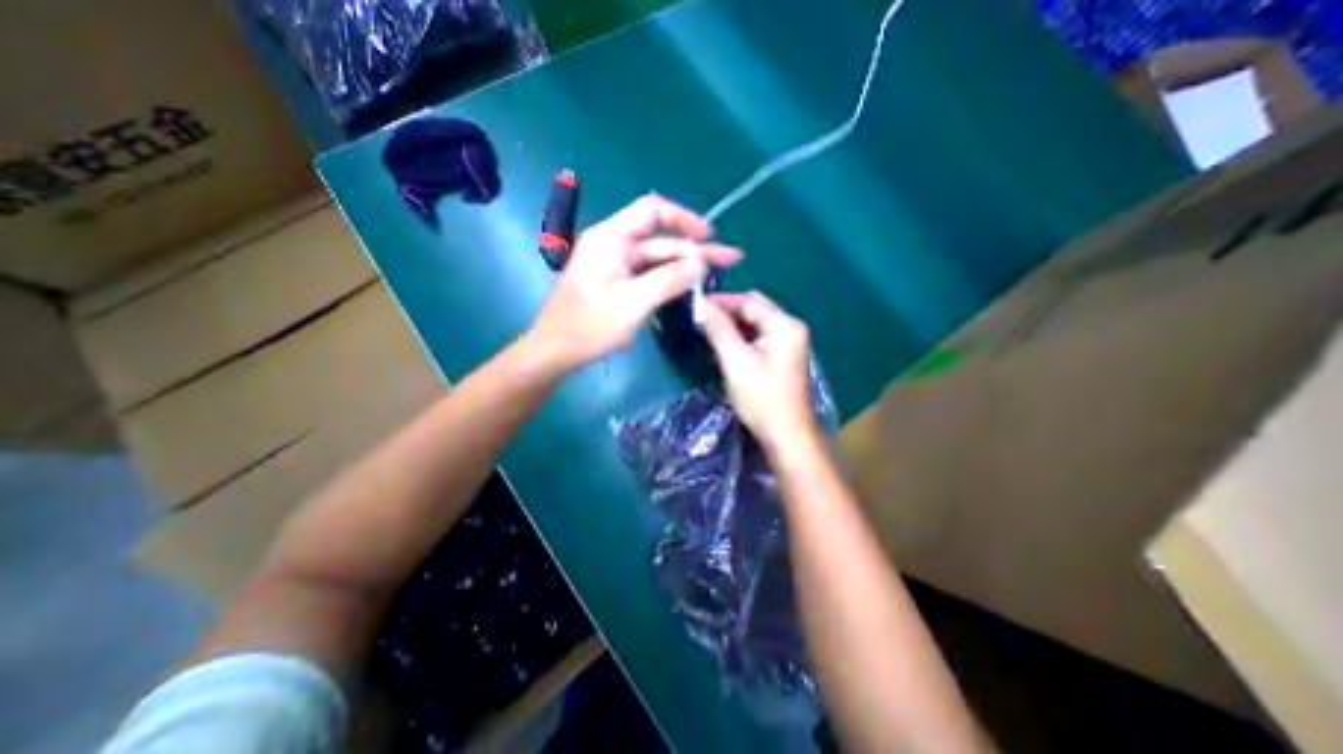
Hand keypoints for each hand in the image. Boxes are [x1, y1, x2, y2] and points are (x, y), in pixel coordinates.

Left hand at [524, 195, 739, 371]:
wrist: (554, 351)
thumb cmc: (588, 326)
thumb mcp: (632, 303)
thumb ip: (668, 280)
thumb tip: (701, 263)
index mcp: (611, 238)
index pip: (652, 211)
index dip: (685, 219)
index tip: (710, 236)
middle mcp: (613, 244)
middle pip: (660, 238)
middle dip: (695, 248)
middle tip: (730, 260)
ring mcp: (614, 264)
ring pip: (656, 258)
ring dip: (685, 265)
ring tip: (717, 273)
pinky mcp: (615, 282)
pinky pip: (648, 274)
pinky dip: (669, 278)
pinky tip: (689, 286)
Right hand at [698, 292, 825, 456]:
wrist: (786, 436)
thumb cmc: (762, 399)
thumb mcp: (736, 362)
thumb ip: (719, 330)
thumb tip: (700, 305)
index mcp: (785, 325)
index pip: (749, 301)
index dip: (721, 301)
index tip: (695, 305)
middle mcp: (790, 329)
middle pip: (753, 310)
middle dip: (726, 313)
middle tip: (699, 320)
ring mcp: (788, 344)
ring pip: (754, 325)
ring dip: (731, 328)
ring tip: (706, 334)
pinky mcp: (781, 358)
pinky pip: (757, 340)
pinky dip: (739, 341)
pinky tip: (721, 350)